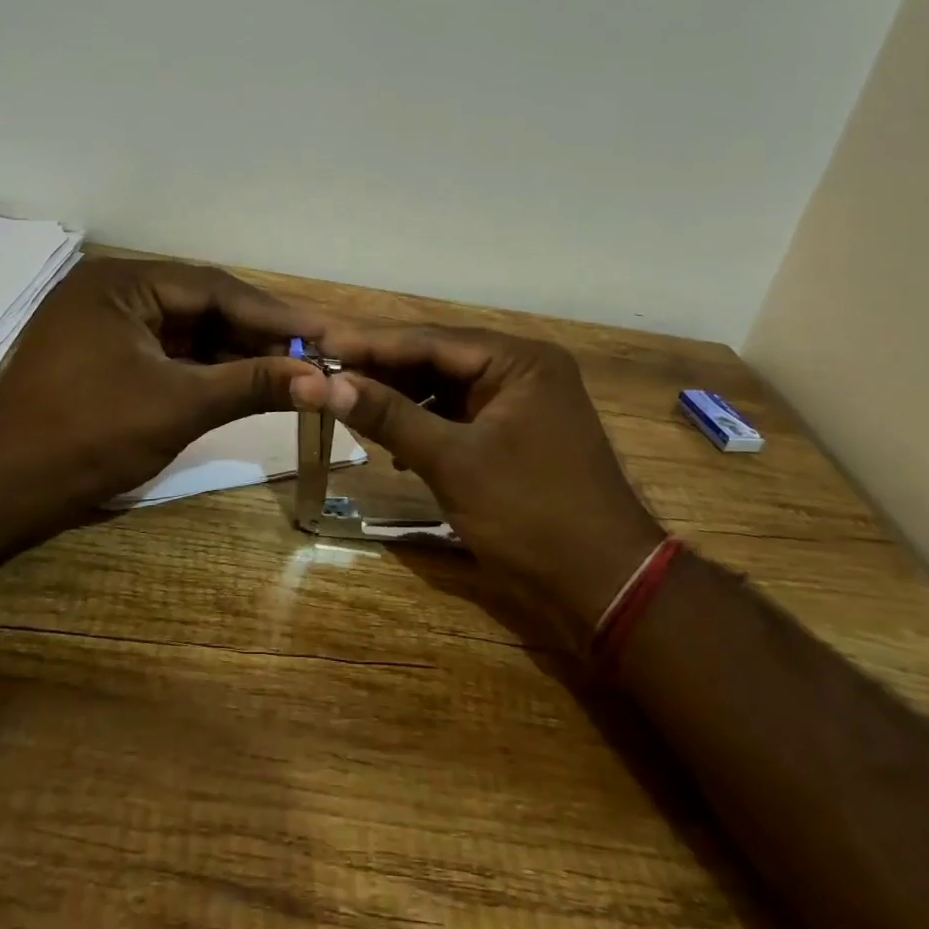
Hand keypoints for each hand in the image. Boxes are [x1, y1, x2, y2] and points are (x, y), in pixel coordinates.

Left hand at [0, 258, 320, 527]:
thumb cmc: (88, 436)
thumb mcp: (179, 406)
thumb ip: (252, 384)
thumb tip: (320, 381)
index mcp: (124, 282)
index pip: (216, 288)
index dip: (276, 313)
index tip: (326, 331)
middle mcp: (114, 290)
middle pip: (203, 306)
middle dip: (259, 333)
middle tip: (316, 353)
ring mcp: (106, 325)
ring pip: (187, 332)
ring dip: (236, 352)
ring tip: (293, 369)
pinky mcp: (103, 357)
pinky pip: (167, 354)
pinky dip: (205, 370)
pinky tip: (246, 382)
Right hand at [291, 324, 663, 647]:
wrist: (605, 587)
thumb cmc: (531, 514)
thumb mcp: (453, 461)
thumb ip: (390, 416)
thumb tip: (326, 384)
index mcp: (520, 360)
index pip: (432, 340)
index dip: (373, 343)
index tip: (322, 343)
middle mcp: (522, 370)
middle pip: (438, 359)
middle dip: (383, 370)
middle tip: (326, 372)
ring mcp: (521, 403)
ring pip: (445, 388)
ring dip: (400, 399)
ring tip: (348, 405)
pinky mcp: (515, 435)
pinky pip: (458, 416)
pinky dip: (424, 425)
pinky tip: (390, 442)